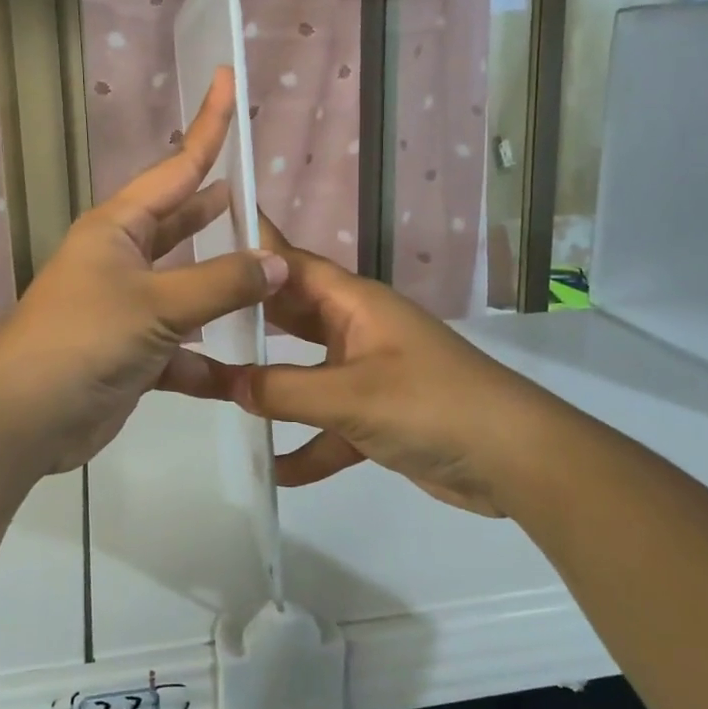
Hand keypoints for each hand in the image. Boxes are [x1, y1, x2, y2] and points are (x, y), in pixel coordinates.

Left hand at [0, 68, 287, 476]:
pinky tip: (243, 363)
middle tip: (260, 194)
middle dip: (217, 209)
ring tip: (270, 274)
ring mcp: (126, 306)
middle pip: (182, 223)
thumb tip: (277, 263)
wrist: (24, 418)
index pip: (177, 167)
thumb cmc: (84, 340)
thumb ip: (222, 282)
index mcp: (119, 227)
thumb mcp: (157, 305)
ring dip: (222, 285)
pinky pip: (182, 344)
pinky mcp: (132, 351)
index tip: (227, 80)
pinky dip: (207, 354)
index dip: (208, 126)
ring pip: (188, 286)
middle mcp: (122, 258)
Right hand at [214, 219, 548, 517]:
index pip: (293, 266)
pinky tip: (277, 470)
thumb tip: (227, 385)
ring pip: (307, 372)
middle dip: (250, 318)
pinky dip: (308, 444)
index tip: (207, 238)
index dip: (254, 251)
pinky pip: (330, 423)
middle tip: (193, 317)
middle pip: (293, 316)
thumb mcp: (351, 396)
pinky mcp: (380, 416)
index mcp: (355, 304)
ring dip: (272, 386)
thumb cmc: (431, 405)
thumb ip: (285, 390)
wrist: (514, 460)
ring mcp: (369, 374)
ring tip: (216, 391)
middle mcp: (359, 330)